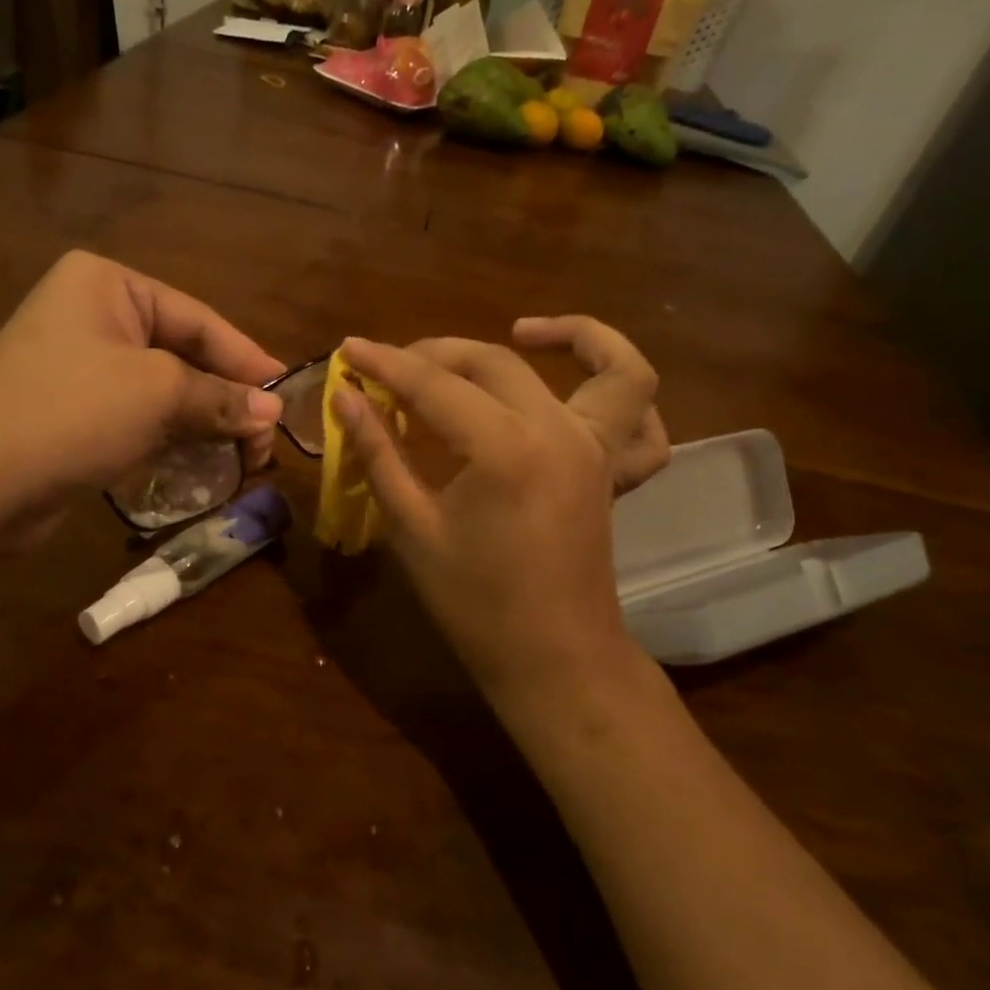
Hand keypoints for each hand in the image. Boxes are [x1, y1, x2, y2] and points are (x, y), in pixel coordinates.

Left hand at [0, 251, 284, 538]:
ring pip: (162, 390)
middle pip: (182, 355)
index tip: (284, 392)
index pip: (197, 319)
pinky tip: (204, 463)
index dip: (246, 358)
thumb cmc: (74, 414)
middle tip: (265, 438)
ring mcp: (78, 364)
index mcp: (106, 284)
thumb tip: (272, 413)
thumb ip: (220, 398)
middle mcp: (90, 314)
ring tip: (245, 457)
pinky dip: (171, 437)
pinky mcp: (72, 410)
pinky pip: (137, 415)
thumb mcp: (159, 395)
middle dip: (225, 399)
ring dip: (203, 424)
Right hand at [336, 318, 668, 725]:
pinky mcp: (614, 471)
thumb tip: (345, 398)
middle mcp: (561, 432)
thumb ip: (379, 454)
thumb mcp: (412, 528)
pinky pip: (645, 422)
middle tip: (392, 365)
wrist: (551, 659)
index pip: (433, 385)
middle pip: (496, 362)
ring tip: (523, 330)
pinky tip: (582, 389)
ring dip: (575, 336)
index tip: (349, 348)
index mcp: (504, 448)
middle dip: (437, 353)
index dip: (385, 363)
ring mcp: (599, 449)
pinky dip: (624, 394)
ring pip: (611, 369)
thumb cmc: (474, 604)